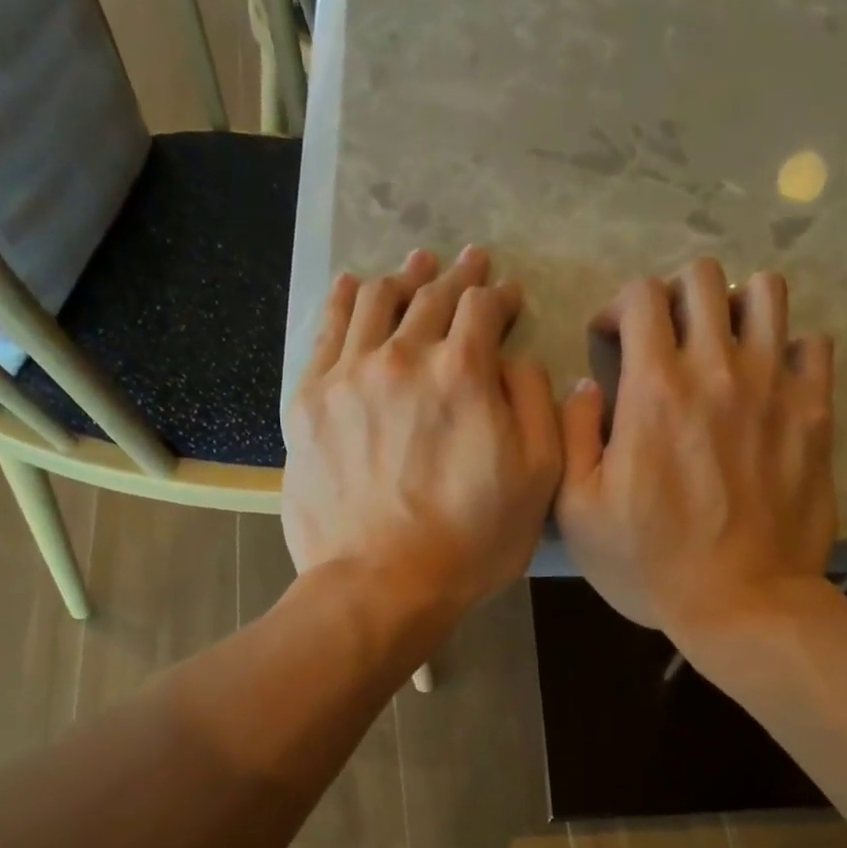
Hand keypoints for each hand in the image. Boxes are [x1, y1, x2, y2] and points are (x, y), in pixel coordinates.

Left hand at [283, 246, 562, 621]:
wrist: (381, 585)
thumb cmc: (471, 542)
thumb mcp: (537, 480)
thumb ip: (535, 405)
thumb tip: (515, 360)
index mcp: (464, 373)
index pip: (484, 310)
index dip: (501, 297)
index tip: (509, 297)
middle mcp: (404, 357)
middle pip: (432, 297)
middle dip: (458, 276)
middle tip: (470, 262)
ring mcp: (349, 375)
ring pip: (377, 302)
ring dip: (404, 277)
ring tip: (417, 266)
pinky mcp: (310, 400)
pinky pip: (326, 331)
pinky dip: (345, 300)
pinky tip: (355, 286)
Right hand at [556, 259, 835, 639]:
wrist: (741, 604)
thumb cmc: (650, 564)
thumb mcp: (578, 511)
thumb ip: (572, 434)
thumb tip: (585, 385)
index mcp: (654, 388)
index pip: (641, 296)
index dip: (619, 307)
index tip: (612, 340)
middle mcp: (717, 369)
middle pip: (703, 278)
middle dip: (674, 296)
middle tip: (665, 338)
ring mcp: (775, 386)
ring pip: (766, 293)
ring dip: (735, 307)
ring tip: (721, 346)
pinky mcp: (815, 413)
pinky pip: (812, 344)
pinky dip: (788, 349)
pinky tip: (769, 381)